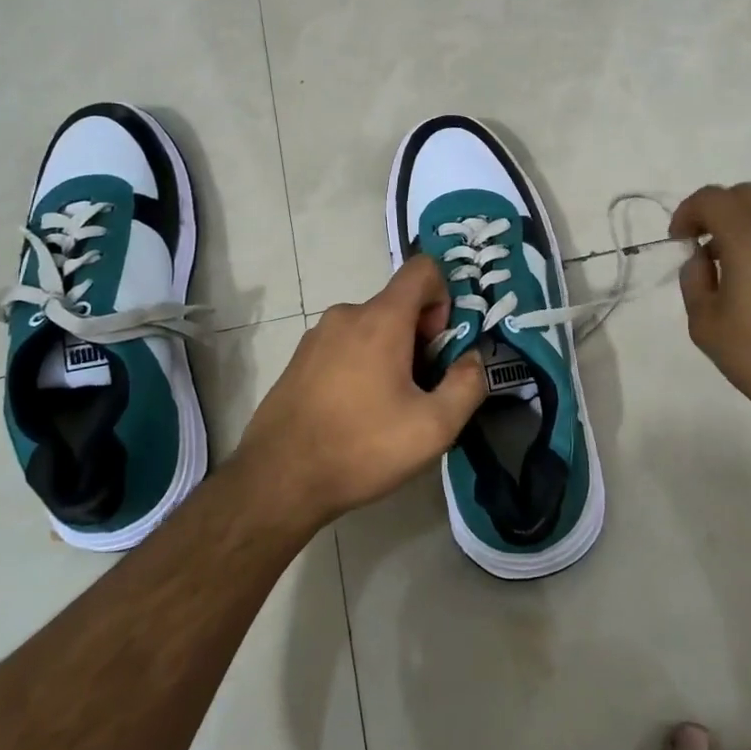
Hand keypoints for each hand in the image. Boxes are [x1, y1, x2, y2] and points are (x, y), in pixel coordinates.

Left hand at [235, 256, 485, 527]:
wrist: (278, 480)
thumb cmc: (362, 447)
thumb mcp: (434, 427)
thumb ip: (467, 385)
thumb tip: (472, 359)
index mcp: (380, 319)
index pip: (422, 269)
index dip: (444, 298)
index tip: (439, 346)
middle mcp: (346, 314)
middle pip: (398, 305)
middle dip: (420, 338)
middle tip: (419, 391)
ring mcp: (317, 336)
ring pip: (371, 328)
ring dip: (390, 355)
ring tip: (387, 409)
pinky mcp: (299, 359)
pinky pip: (345, 347)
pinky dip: (361, 366)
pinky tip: (355, 414)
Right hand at [670, 183, 750, 449]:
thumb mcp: (706, 325)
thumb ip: (694, 280)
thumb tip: (702, 259)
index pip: (712, 198)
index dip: (688, 212)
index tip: (680, 240)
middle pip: (747, 196)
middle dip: (719, 212)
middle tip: (706, 247)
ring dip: (750, 230)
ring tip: (740, 273)